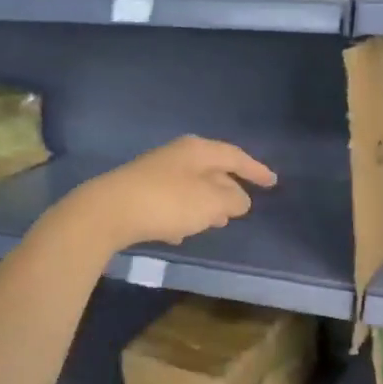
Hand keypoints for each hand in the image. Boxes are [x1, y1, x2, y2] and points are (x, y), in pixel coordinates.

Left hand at [64, 136, 277, 251]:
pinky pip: (172, 201)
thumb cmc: (168, 201)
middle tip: (244, 206)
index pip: (236, 156)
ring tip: (218, 222)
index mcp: (198, 150)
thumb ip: (233, 200)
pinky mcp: (139, 192)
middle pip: (213, 169)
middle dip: (230, 188)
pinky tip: (182, 232)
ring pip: (192, 186)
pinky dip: (184, 213)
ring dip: (207, 203)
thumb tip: (240, 199)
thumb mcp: (211, 202)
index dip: (256, 170)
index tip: (273, 182)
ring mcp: (156, 172)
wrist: (109, 211)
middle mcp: (178, 155)